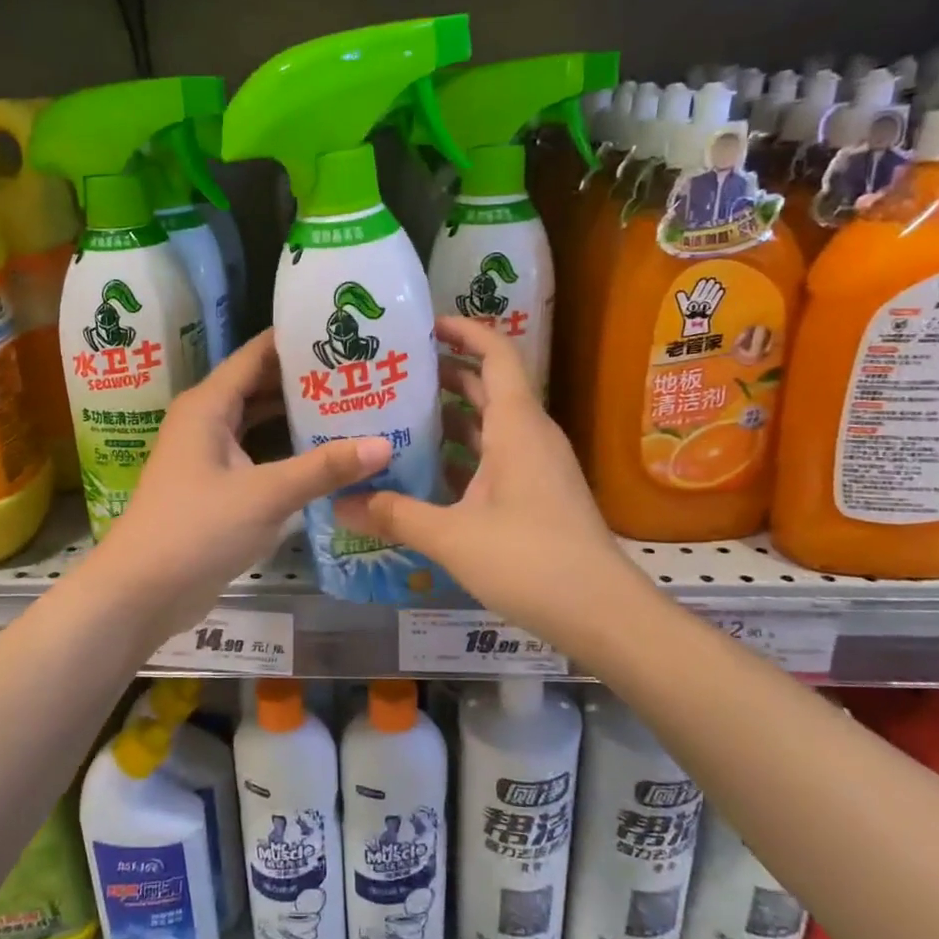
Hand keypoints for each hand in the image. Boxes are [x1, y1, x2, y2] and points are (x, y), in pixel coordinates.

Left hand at [83, 329, 391, 647]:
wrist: (141, 591)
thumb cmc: (196, 530)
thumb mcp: (266, 495)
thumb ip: (324, 468)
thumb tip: (385, 444)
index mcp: (209, 404)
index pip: (258, 354)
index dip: (298, 339)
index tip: (345, 332)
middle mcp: (207, 419)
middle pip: (261, 384)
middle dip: (306, 379)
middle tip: (361, 371)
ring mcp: (209, 453)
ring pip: (260, 421)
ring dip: (298, 415)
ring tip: (353, 404)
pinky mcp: (215, 485)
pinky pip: (257, 452)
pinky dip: (287, 449)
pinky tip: (325, 452)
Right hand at [334, 316, 640, 647]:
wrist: (602, 613)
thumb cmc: (530, 560)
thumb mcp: (451, 536)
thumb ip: (392, 515)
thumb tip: (337, 505)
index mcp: (516, 426)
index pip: (495, 354)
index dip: (463, 331)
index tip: (423, 325)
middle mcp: (530, 435)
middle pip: (487, 386)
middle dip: (443, 374)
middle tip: (392, 373)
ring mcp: (537, 466)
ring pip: (490, 425)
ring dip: (449, 418)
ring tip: (396, 417)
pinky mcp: (538, 494)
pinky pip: (495, 457)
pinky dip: (462, 455)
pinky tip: (425, 472)